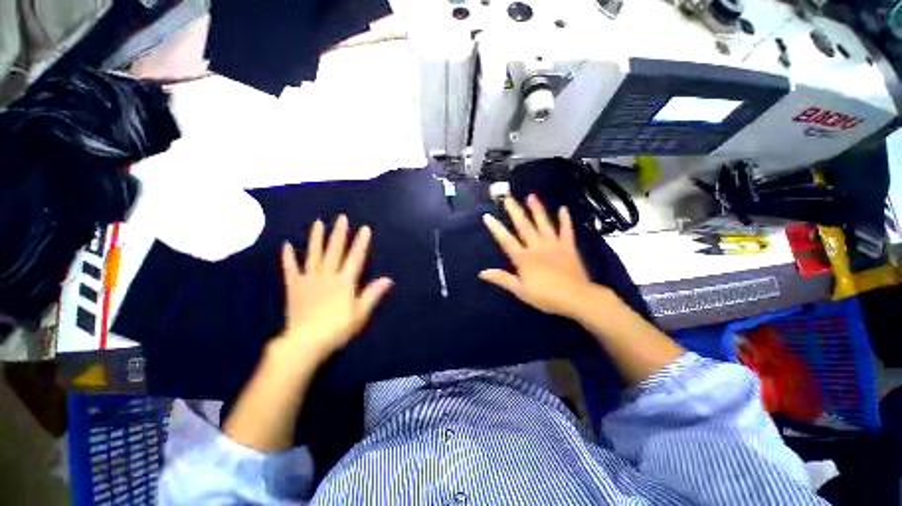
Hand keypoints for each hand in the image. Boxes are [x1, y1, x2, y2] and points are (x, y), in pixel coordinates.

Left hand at [275, 215, 392, 363]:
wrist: (305, 343)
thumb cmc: (337, 329)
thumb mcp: (360, 314)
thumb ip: (372, 294)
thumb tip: (388, 279)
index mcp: (344, 282)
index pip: (355, 258)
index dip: (361, 243)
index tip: (364, 228)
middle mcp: (327, 276)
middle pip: (334, 251)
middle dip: (339, 234)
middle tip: (341, 217)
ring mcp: (309, 280)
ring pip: (314, 255)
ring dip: (316, 238)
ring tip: (318, 223)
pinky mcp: (294, 287)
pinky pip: (291, 269)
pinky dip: (288, 257)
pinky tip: (286, 245)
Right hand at [480, 195, 594, 317]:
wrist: (576, 298)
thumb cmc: (545, 296)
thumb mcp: (520, 290)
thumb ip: (502, 279)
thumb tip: (482, 273)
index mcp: (524, 258)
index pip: (506, 240)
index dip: (496, 228)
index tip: (487, 216)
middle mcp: (537, 246)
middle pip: (524, 226)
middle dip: (515, 211)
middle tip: (508, 197)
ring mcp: (554, 244)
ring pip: (543, 223)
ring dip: (537, 209)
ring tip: (531, 196)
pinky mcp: (568, 246)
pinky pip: (566, 230)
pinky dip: (565, 219)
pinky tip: (564, 208)